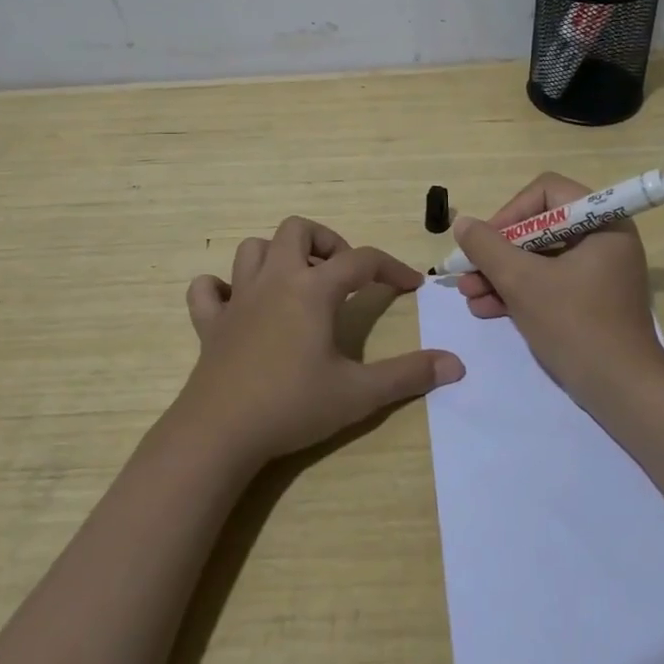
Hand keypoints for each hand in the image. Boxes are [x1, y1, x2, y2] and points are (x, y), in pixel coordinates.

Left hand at [174, 216, 463, 467]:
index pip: (361, 260)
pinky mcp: (210, 323)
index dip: (391, 267)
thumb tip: (455, 364)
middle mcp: (275, 281)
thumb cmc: (292, 406)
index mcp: (312, 290)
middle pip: (297, 230)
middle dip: (326, 242)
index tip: (410, 285)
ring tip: (297, 284)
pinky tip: (238, 306)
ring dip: (277, 256)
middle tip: (342, 275)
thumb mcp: (359, 393)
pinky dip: (222, 288)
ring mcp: (238, 299)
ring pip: (253, 248)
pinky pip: (208, 289)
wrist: (219, 433)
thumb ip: (408, 375)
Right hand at [451, 173, 663, 401]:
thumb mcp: (522, 282)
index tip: (485, 242)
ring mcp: (598, 271)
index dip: (510, 212)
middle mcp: (604, 239)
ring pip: (539, 258)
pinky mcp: (590, 300)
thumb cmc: (575, 325)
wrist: (622, 392)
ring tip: (469, 295)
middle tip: (467, 271)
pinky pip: (549, 282)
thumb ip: (488, 247)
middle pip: (539, 226)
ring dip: (501, 274)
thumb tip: (463, 223)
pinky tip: (487, 309)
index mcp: (602, 222)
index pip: (547, 192)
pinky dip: (519, 292)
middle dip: (498, 251)